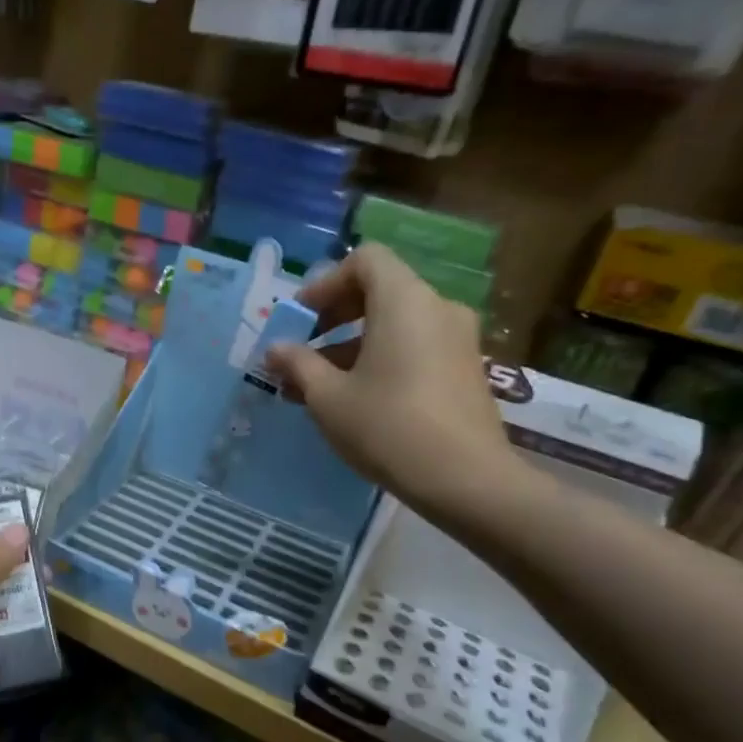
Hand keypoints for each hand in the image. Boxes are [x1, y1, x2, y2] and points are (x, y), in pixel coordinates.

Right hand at [265, 243, 526, 519]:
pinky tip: (354, 400)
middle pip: (379, 291)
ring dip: (351, 345)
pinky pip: (415, 346)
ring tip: (316, 387)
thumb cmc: (387, 427)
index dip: (326, 283)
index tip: (300, 319)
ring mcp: (457, 340)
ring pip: (395, 324)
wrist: (466, 480)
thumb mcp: (328, 397)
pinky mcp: (464, 370)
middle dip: (333, 317)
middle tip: (302, 350)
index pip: (365, 260)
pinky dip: (380, 359)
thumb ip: (298, 364)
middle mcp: (437, 308)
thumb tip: (276, 348)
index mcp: (404, 301)